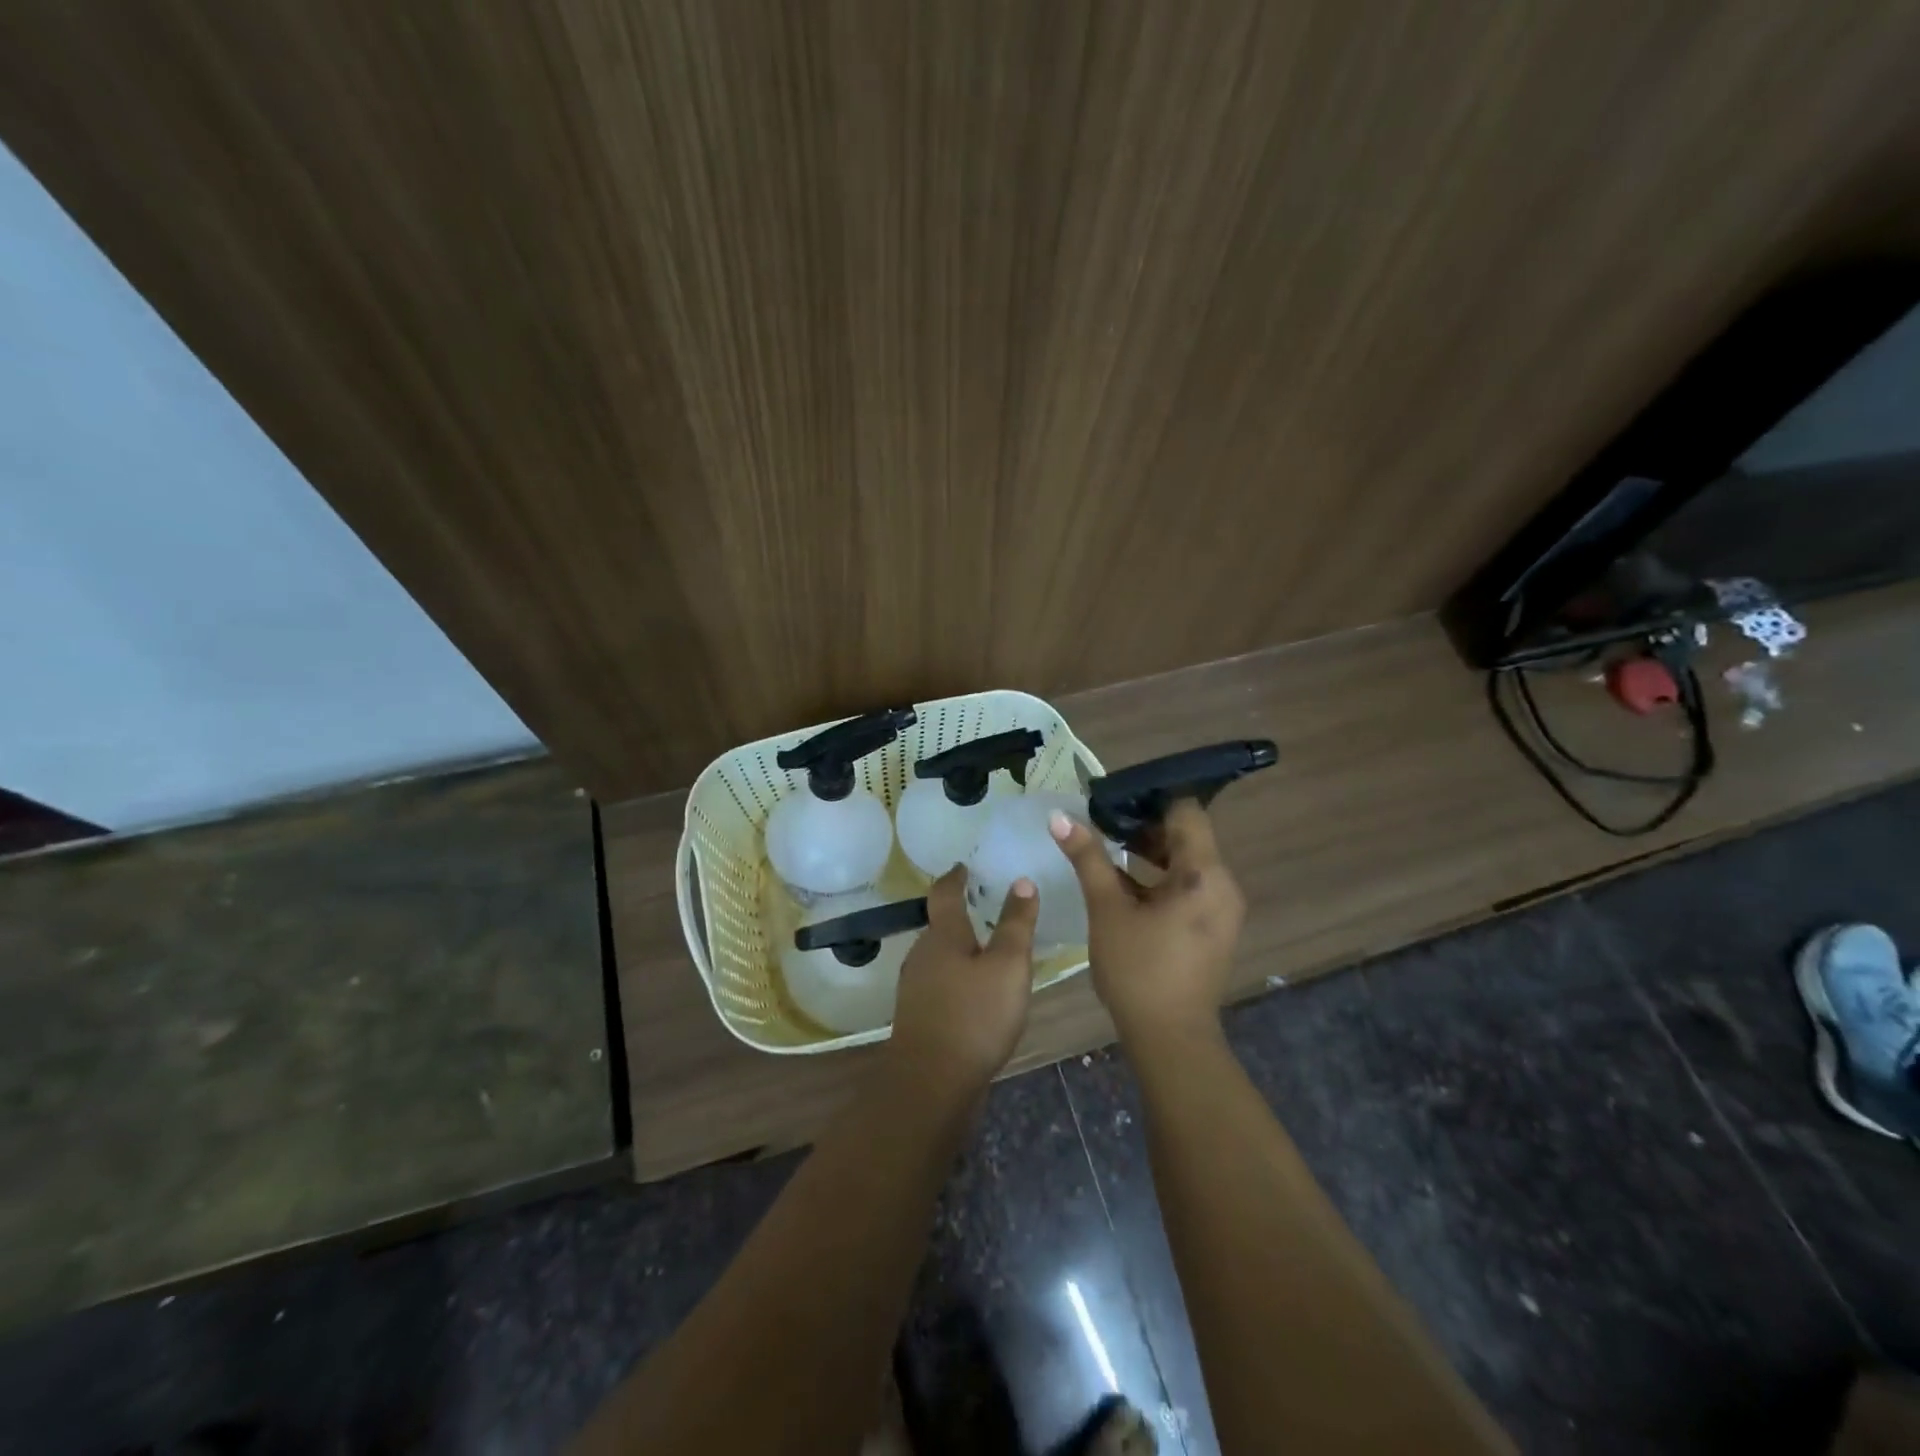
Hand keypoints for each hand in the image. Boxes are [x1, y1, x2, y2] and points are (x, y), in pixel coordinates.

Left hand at [887, 866, 1038, 1095]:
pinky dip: (958, 978)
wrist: (932, 1083)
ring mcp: (917, 988)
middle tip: (987, 908)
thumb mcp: (1007, 966)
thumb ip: (1015, 924)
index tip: (962, 866)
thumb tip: (1021, 882)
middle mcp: (922, 955)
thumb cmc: (974, 1015)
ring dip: (960, 949)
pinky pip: (941, 984)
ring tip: (988, 950)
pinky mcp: (920, 1017)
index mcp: (942, 936)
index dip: (954, 877)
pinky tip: (977, 993)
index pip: (944, 894)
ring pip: (941, 957)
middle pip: (940, 927)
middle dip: (961, 916)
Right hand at [1049, 800, 1244, 1042]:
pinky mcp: (1213, 927)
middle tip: (1102, 819)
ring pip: (1187, 862)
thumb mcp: (1107, 909)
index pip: (1186, 811)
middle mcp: (1223, 885)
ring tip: (1106, 845)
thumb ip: (1087, 858)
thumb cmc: (1138, 969)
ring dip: (1150, 852)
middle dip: (1144, 825)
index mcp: (1204, 874)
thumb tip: (1060, 817)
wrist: (1170, 1039)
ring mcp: (1221, 908)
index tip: (1113, 798)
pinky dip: (1160, 878)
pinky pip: (1189, 886)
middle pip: (1187, 836)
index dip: (1150, 799)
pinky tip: (1122, 882)